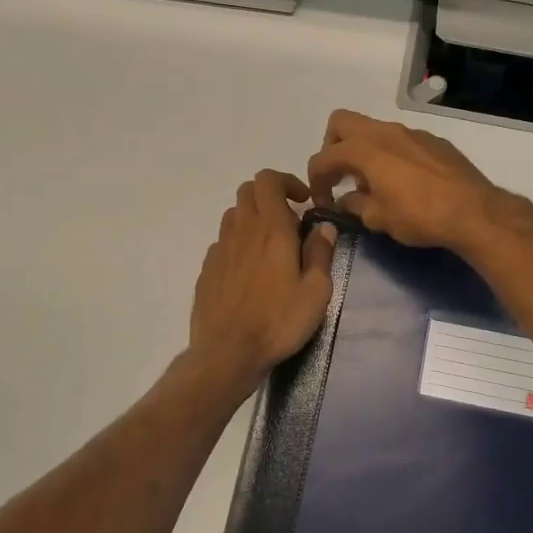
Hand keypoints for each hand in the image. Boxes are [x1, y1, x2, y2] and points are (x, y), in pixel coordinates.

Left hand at [188, 170, 337, 389]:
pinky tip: (249, 272)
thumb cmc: (278, 321)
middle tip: (289, 222)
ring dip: (253, 219)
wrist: (227, 352)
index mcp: (271, 229)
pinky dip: (238, 244)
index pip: (268, 180)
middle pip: (248, 191)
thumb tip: (324, 227)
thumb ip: (321, 254)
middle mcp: (242, 230)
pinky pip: (223, 242)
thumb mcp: (316, 292)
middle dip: (270, 196)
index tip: (303, 201)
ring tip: (270, 247)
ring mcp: (220, 249)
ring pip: (234, 215)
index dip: (286, 181)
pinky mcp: (207, 269)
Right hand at [306, 110, 506, 252]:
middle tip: (341, 175)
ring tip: (372, 181)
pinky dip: (390, 153)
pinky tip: (403, 181)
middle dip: (332, 147)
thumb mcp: (378, 219)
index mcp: (364, 149)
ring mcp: (410, 132)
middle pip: (341, 123)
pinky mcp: (432, 140)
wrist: (474, 211)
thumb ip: (355, 205)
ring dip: (363, 150)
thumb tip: (346, 200)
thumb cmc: (419, 216)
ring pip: (373, 129)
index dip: (316, 180)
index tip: (324, 201)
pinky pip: (400, 139)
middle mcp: (384, 132)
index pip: (323, 157)